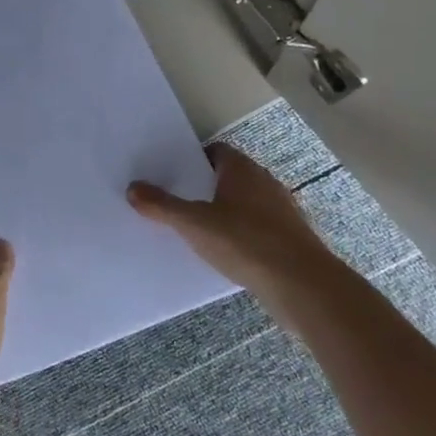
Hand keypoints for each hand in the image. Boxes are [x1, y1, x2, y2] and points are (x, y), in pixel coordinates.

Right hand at [127, 144, 336, 295]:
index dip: (193, 159)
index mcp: (243, 170)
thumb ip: (162, 206)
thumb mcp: (194, 224)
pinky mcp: (290, 238)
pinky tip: (224, 252)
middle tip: (175, 200)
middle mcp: (265, 183)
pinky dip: (239, 234)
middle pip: (229, 176)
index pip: (216, 151)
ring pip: (244, 203)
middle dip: (204, 186)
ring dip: (223, 211)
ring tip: (195, 228)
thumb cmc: (245, 242)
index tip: (171, 173)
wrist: (302, 285)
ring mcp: (282, 211)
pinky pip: (257, 227)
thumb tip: (133, 187)